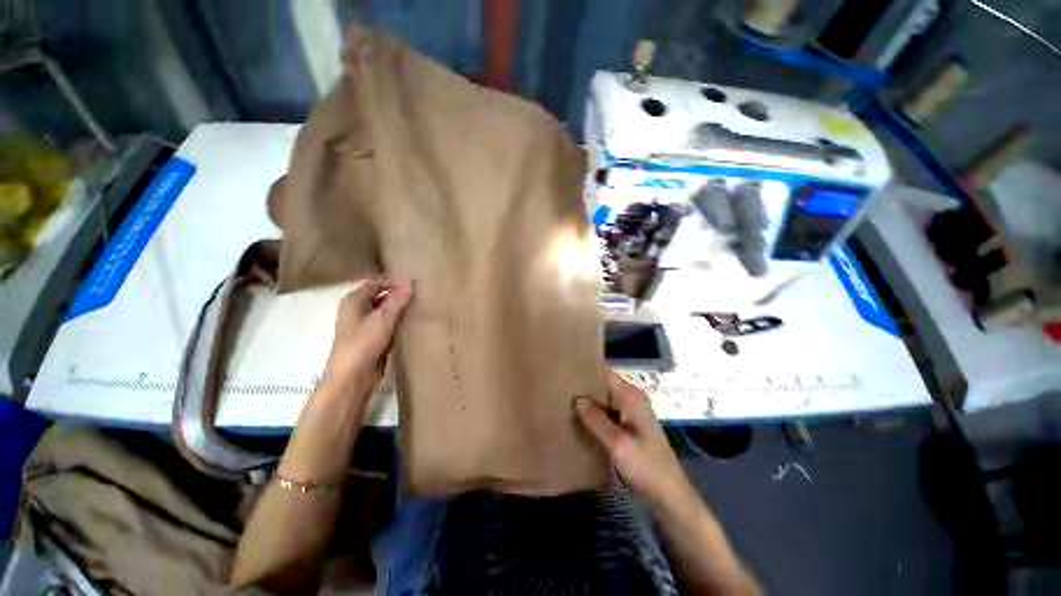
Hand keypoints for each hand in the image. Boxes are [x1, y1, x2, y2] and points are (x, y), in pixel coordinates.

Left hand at [323, 277, 413, 394]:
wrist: (352, 378)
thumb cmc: (363, 344)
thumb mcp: (382, 319)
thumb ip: (397, 300)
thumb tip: (409, 282)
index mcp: (353, 301)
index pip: (375, 283)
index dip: (393, 281)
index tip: (414, 284)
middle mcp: (357, 311)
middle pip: (379, 296)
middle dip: (398, 295)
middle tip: (420, 294)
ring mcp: (364, 326)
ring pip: (384, 311)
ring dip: (399, 309)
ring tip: (420, 306)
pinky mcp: (372, 339)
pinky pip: (387, 325)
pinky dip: (398, 322)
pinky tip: (412, 323)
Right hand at [576, 370, 693, 509]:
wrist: (668, 494)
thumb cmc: (646, 466)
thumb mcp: (618, 443)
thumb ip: (596, 419)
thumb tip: (576, 399)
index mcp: (631, 396)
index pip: (606, 372)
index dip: (587, 368)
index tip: (566, 368)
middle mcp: (630, 398)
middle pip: (603, 383)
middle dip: (584, 384)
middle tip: (559, 386)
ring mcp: (629, 412)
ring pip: (604, 398)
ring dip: (587, 400)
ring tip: (563, 399)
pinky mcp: (627, 425)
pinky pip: (606, 411)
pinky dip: (594, 413)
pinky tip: (577, 417)